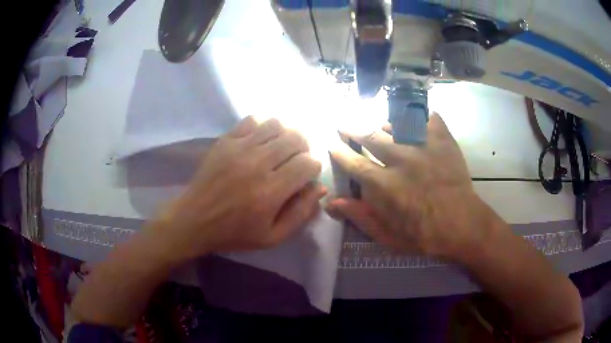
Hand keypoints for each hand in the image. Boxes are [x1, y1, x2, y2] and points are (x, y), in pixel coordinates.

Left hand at [151, 116, 324, 259]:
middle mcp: (257, 164)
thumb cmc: (234, 233)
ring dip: (285, 135)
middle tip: (296, 160)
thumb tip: (320, 187)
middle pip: (295, 139)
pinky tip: (260, 141)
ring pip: (276, 125)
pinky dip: (263, 127)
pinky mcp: (225, 141)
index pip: (307, 163)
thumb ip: (300, 213)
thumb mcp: (272, 237)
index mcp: (271, 191)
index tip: (306, 176)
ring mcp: (239, 148)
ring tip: (280, 149)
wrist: (194, 220)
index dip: (313, 167)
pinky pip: (252, 120)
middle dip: (303, 148)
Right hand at [326, 113, 491, 261]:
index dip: (340, 152)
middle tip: (344, 123)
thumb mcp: (387, 236)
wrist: (463, 225)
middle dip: (353, 129)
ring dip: (383, 125)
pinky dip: (420, 117)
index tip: (332, 143)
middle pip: (369, 136)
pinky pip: (428, 118)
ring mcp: (423, 146)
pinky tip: (416, 121)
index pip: (353, 162)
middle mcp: (400, 159)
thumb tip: (331, 203)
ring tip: (380, 126)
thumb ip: (359, 217)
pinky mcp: (443, 140)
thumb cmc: (424, 235)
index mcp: (383, 185)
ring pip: (395, 124)